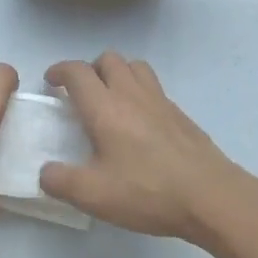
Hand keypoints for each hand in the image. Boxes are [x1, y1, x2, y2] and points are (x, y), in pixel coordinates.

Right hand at [40, 53, 257, 245]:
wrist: (212, 197)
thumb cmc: (148, 191)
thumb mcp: (93, 195)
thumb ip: (60, 182)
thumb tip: (45, 173)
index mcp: (105, 108)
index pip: (77, 72)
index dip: (59, 71)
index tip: (50, 82)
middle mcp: (132, 95)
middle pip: (108, 59)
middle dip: (89, 69)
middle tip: (80, 93)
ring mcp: (161, 102)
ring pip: (135, 67)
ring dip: (117, 74)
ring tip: (110, 100)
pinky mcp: (181, 115)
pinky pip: (154, 88)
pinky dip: (139, 93)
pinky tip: (139, 124)